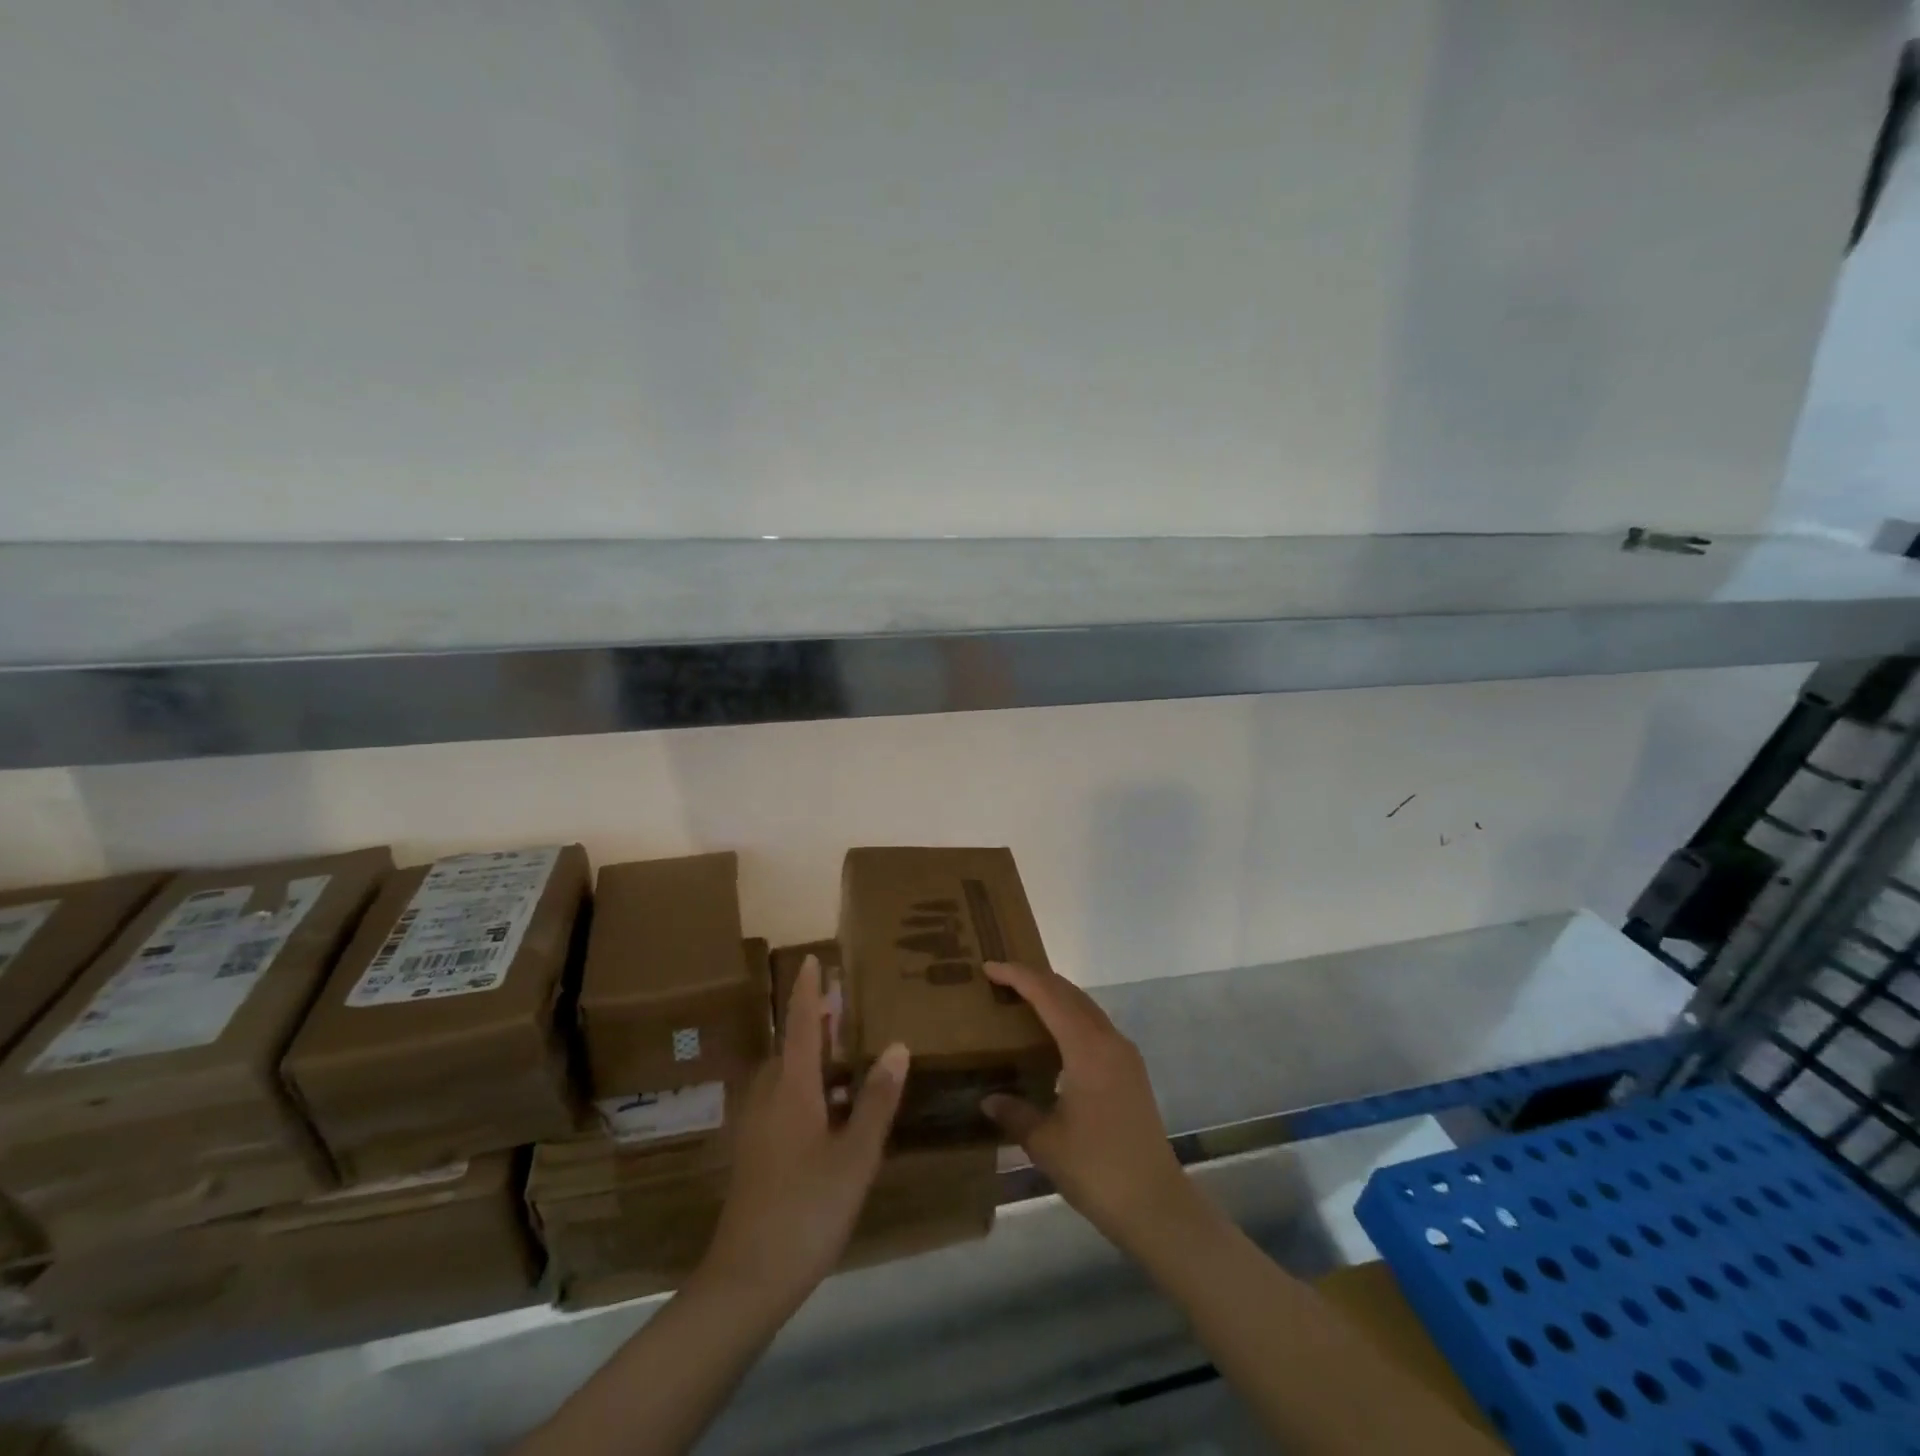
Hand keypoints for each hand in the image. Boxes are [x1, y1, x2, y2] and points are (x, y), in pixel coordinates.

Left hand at [699, 956, 908, 1313]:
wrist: (746, 1280)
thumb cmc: (807, 1209)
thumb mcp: (855, 1155)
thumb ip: (876, 1100)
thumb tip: (897, 1045)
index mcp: (792, 1089)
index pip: (803, 1025)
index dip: (809, 991)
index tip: (813, 958)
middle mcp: (769, 1097)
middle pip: (792, 1045)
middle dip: (815, 1020)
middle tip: (845, 1002)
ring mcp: (758, 1126)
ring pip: (786, 1073)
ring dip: (812, 1053)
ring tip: (843, 1046)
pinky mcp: (756, 1151)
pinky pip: (782, 1097)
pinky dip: (806, 1083)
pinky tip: (830, 1105)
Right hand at [981, 960, 1196, 1252]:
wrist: (1155, 1204)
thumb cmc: (1097, 1168)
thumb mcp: (1045, 1142)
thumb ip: (1014, 1113)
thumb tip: (989, 1099)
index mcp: (1087, 1048)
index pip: (1048, 995)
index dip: (1017, 976)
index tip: (988, 967)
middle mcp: (1109, 1040)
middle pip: (1069, 993)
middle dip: (1035, 979)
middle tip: (1001, 979)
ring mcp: (1124, 1054)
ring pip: (1085, 1007)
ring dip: (1054, 997)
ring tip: (1022, 1001)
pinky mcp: (1131, 1071)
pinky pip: (1095, 1026)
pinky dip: (1069, 1017)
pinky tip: (1053, 1037)